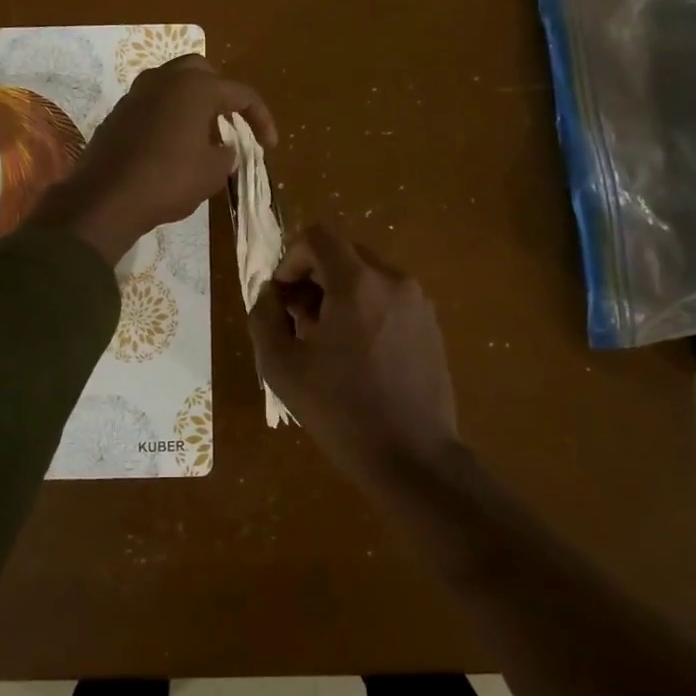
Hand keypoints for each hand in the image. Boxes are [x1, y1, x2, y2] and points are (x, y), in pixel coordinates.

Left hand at [29, 54, 275, 265]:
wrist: (106, 198)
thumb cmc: (169, 180)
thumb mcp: (212, 172)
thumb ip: (226, 153)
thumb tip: (223, 147)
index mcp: (195, 87)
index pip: (241, 94)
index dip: (261, 118)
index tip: (269, 145)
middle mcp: (164, 79)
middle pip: (202, 71)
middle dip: (221, 93)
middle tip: (231, 121)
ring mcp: (136, 93)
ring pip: (173, 84)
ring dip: (192, 102)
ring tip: (203, 132)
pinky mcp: (118, 113)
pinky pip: (152, 104)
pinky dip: (169, 115)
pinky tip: (173, 143)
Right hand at [249, 224, 459, 487]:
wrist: (413, 459)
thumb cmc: (341, 411)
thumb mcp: (281, 367)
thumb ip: (264, 317)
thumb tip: (271, 294)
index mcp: (358, 283)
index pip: (318, 236)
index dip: (291, 259)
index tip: (283, 298)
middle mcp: (393, 280)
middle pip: (343, 254)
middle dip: (313, 278)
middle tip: (299, 323)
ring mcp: (418, 303)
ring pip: (367, 277)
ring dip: (339, 294)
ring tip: (327, 343)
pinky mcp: (431, 326)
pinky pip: (388, 299)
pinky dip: (365, 310)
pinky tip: (358, 356)